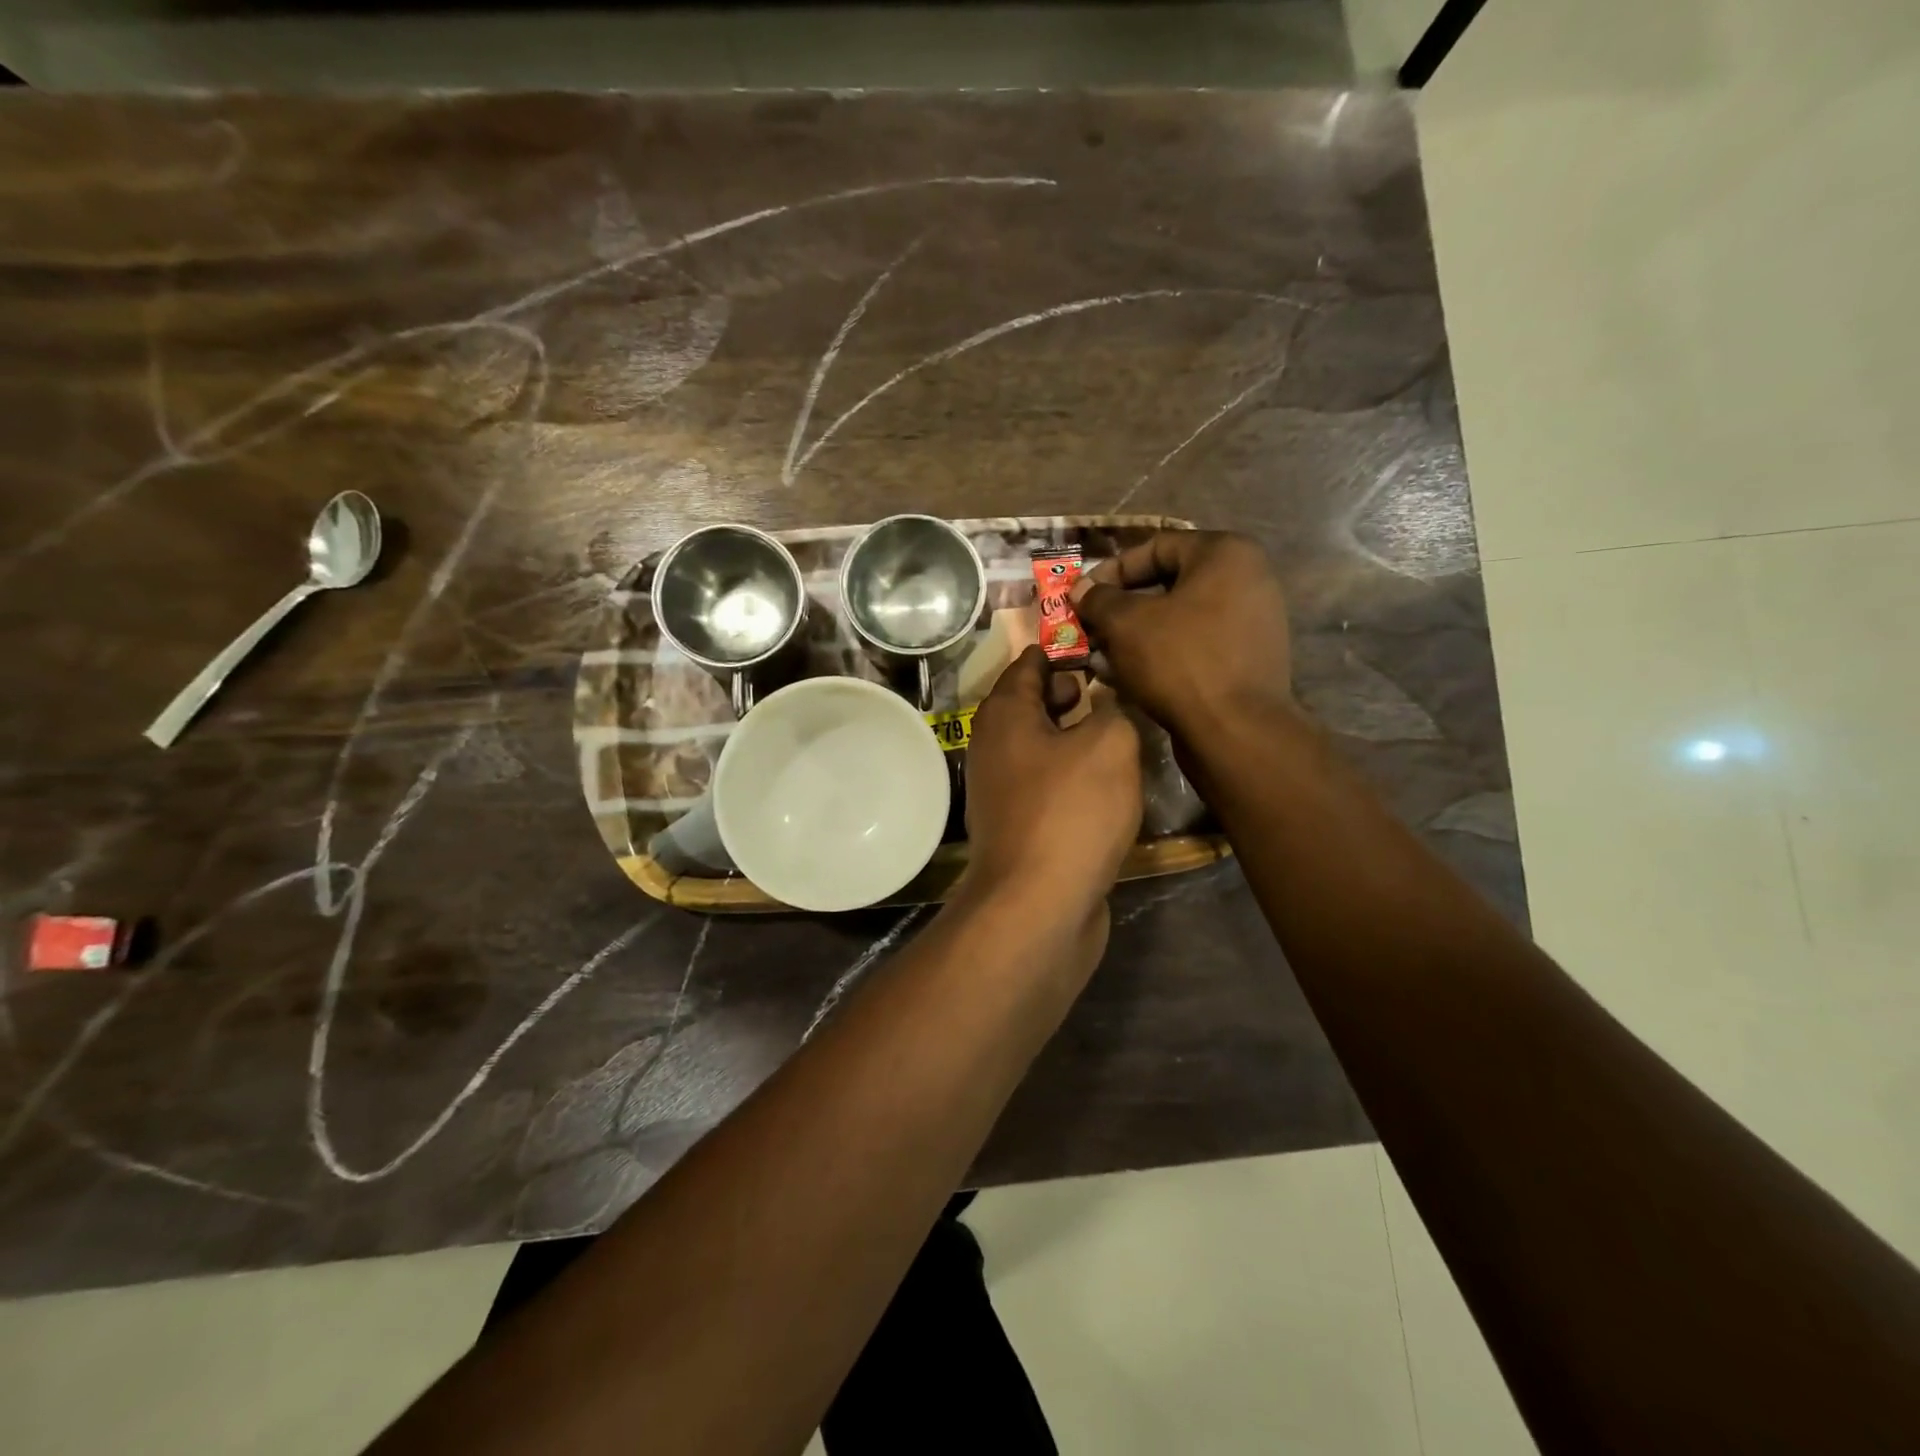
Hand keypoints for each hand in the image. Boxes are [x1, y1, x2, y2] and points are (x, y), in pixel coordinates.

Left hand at [962, 646, 1141, 932]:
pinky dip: (1078, 775)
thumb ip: (1114, 709)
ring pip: (1047, 746)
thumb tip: (1108, 703)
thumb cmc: (1070, 811)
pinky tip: (1113, 782)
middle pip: (1036, 703)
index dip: (1068, 647)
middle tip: (1124, 689)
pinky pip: (1052, 784)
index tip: (1108, 644)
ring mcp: (1005, 790)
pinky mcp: (1022, 826)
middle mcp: (995, 746)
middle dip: (1077, 692)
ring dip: (1082, 737)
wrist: (1038, 906)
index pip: (1031, 661)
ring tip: (1129, 732)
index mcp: (1005, 714)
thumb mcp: (1109, 744)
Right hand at [1070, 531, 1294, 750]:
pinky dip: (1162, 653)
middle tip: (1090, 627)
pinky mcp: (1248, 659)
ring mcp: (1252, 621)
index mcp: (1225, 554)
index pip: (1155, 547)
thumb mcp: (1126, 623)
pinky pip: (1196, 644)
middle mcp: (1247, 579)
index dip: (1111, 570)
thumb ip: (1099, 599)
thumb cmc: (1179, 661)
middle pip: (1168, 583)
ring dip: (1136, 633)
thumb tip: (1081, 589)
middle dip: (1121, 606)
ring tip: (1102, 654)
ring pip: (1179, 617)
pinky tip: (1129, 675)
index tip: (1081, 596)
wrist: (1235, 731)